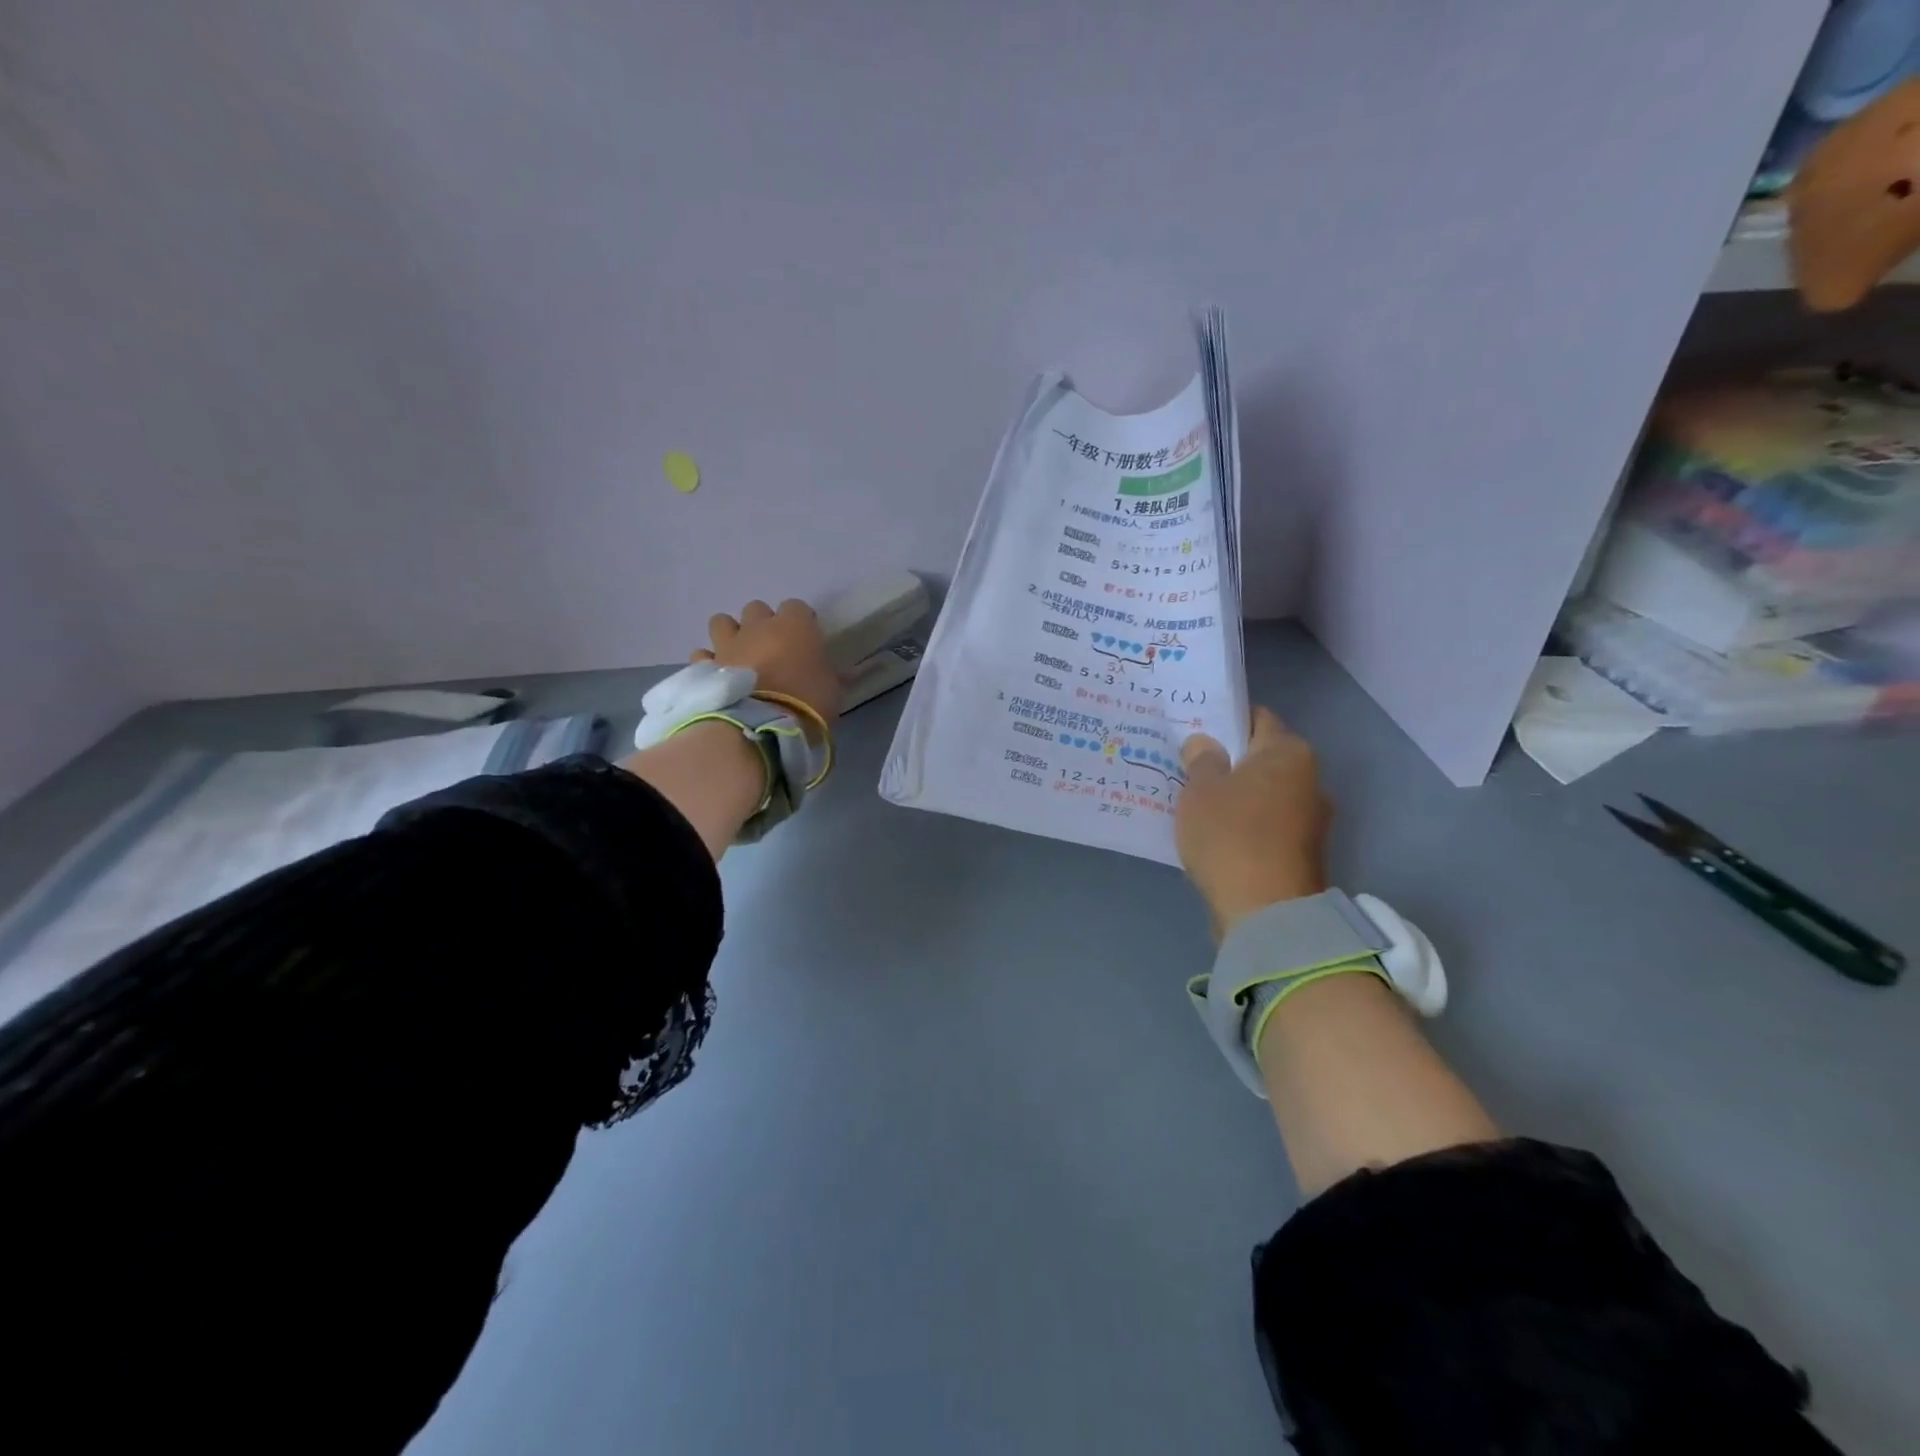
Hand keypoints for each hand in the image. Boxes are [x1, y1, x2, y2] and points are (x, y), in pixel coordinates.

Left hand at [694, 599, 840, 727]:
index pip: (797, 607)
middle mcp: (758, 627)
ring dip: (731, 634)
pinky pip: (703, 656)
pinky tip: (717, 677)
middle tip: (771, 649)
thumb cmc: (807, 705)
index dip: (801, 622)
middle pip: (756, 609)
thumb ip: (828, 675)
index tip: (806, 641)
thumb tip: (835, 674)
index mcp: (794, 626)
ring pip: (722, 622)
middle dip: (762, 625)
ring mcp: (728, 645)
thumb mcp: (832, 691)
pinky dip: (709, 663)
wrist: (761, 728)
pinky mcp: (706, 668)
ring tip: (739, 656)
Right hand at [1175, 707, 1329, 936]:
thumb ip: (1201, 759)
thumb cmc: (1230, 835)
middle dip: (1230, 761)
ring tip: (1198, 802)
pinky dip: (1245, 824)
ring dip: (1237, 796)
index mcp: (1289, 752)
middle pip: (1262, 758)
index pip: (1257, 718)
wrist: (1267, 912)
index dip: (1224, 719)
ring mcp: (1312, 819)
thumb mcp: (1200, 790)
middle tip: (1189, 766)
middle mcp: (1310, 779)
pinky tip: (1217, 834)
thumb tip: (1205, 743)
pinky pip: (1267, 825)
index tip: (1195, 729)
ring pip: (1265, 794)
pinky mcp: (1304, 853)